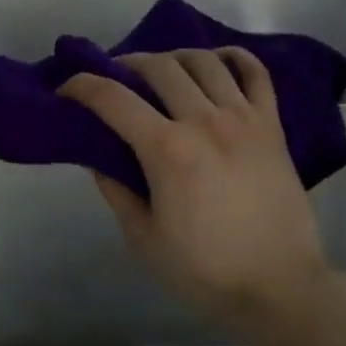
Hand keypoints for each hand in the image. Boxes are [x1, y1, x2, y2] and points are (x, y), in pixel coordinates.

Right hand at [61, 48, 342, 331]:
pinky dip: (234, 58)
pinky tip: (217, 63)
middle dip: (126, 64)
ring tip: (163, 73)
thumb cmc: (204, 270)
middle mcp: (205, 121)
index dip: (81, 86)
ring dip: (174, 58)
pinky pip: (256, 74)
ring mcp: (244, 118)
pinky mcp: (273, 126)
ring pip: (205, 61)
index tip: (66, 90)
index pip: (113, 99)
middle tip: (114, 80)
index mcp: (168, 150)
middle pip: (159, 67)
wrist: (279, 286)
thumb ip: (117, 190)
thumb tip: (99, 156)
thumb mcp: (144, 238)